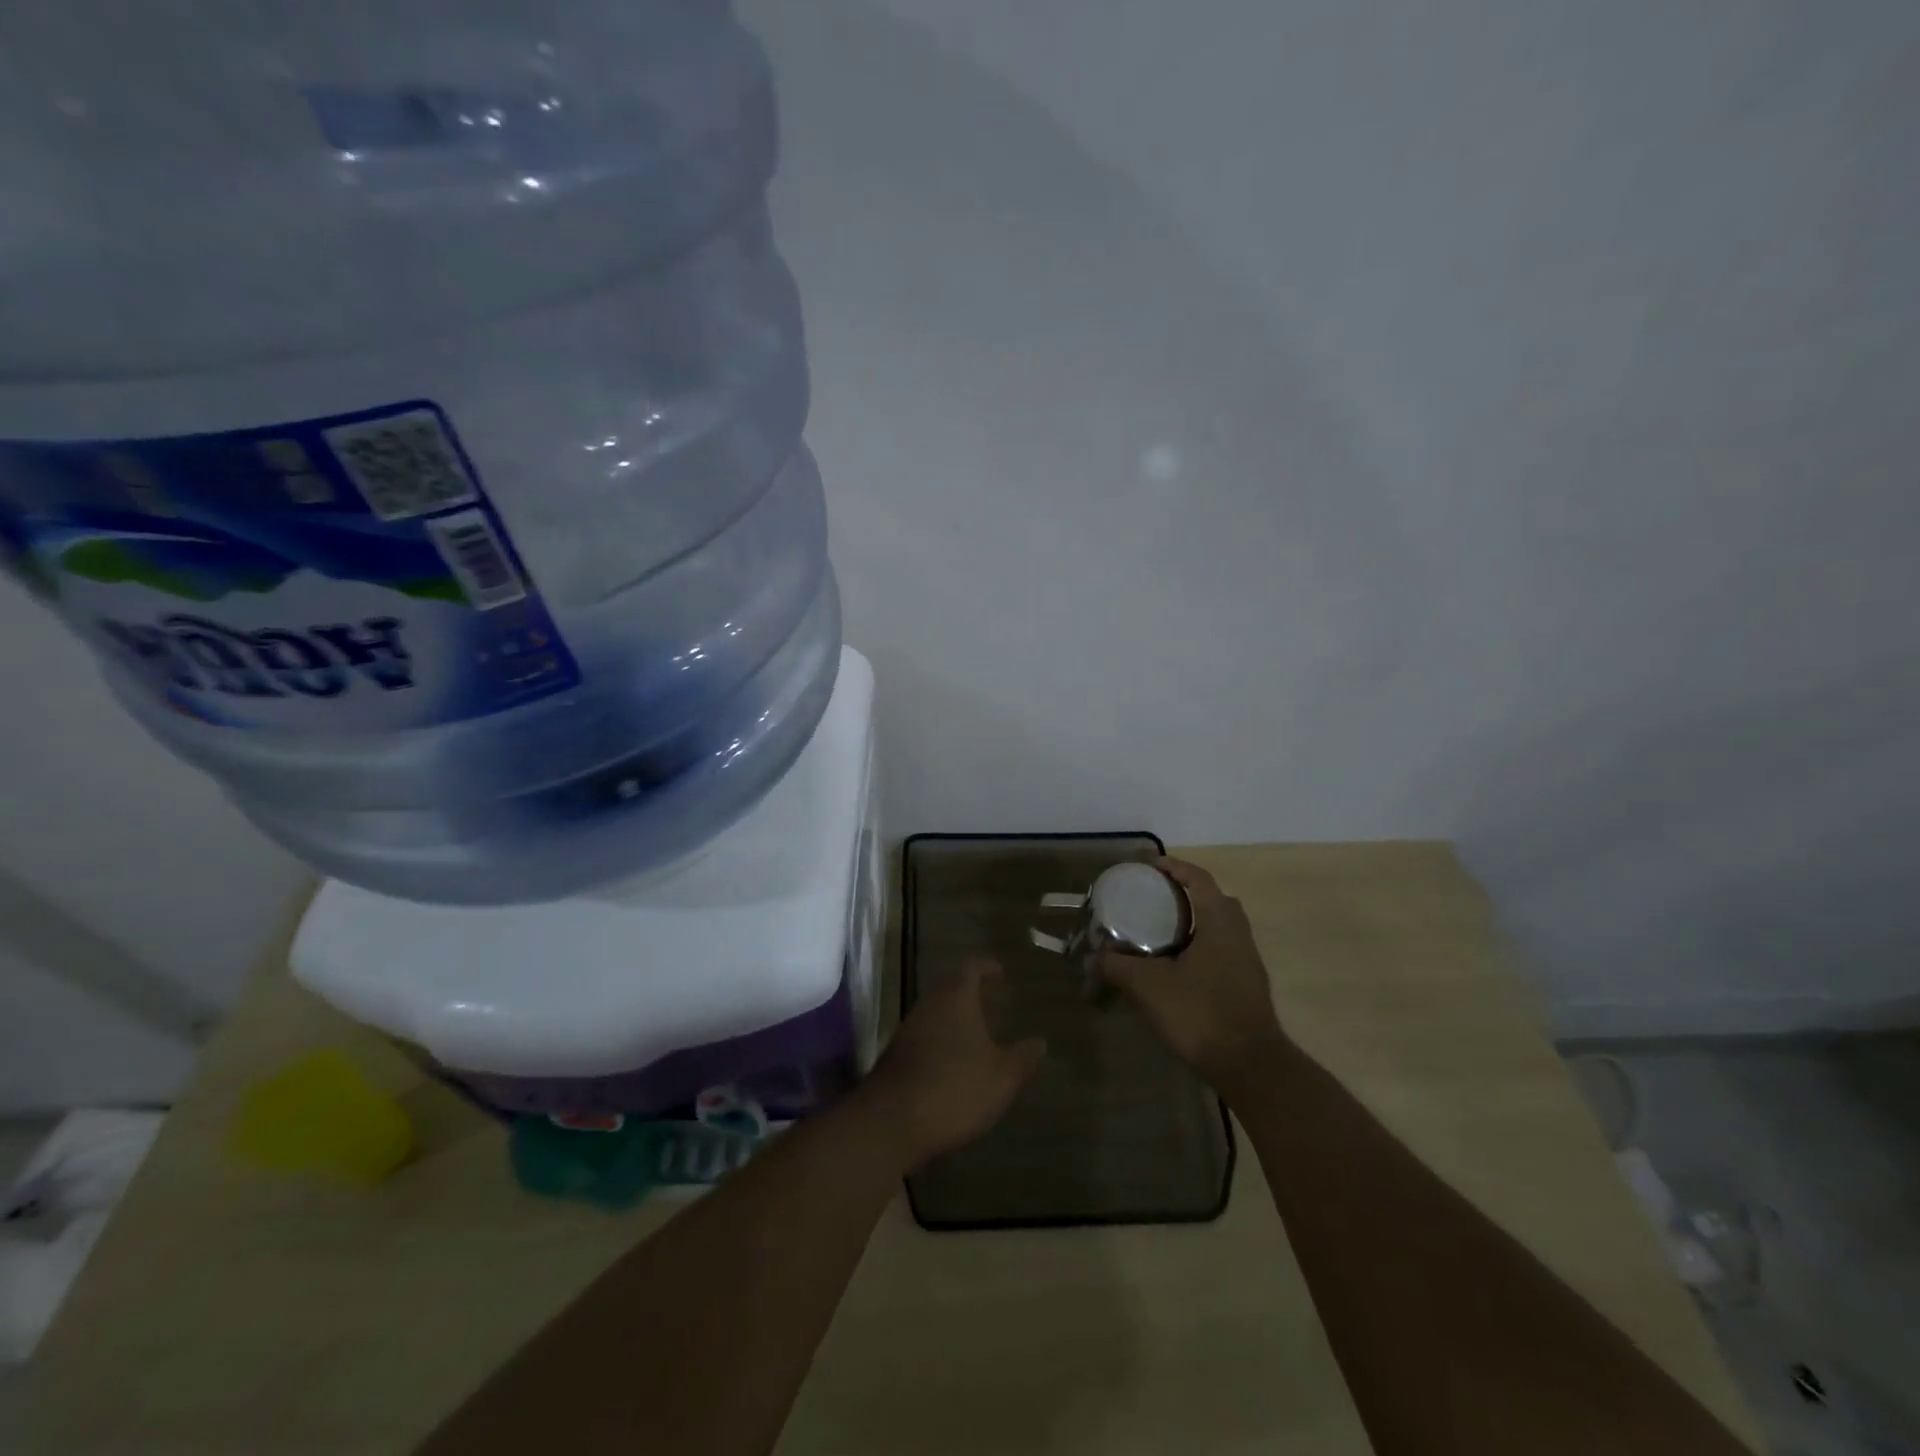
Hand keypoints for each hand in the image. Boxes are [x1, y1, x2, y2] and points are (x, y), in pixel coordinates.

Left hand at [859, 960, 1045, 1168]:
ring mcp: (909, 1029)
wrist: (893, 1121)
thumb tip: (1040, 1042)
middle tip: (990, 1000)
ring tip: (976, 1032)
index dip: (986, 966)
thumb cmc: (955, 1087)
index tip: (1000, 972)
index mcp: (956, 998)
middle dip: (969, 991)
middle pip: (949, 987)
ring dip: (954, 1017)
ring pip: (935, 1012)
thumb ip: (1023, 1058)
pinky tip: (953, 1061)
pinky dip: (941, 1040)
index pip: (971, 967)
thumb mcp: (1002, 1077)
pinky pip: (924, 1036)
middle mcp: (929, 1005)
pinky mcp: (896, 1055)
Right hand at [1098, 858, 1289, 1097]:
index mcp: (1219, 921)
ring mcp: (1246, 962)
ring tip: (1157, 934)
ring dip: (1191, 924)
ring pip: (1217, 928)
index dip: (1174, 867)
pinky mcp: (1246, 986)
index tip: (1149, 867)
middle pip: (1212, 900)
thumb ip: (1118, 966)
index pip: (1199, 878)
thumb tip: (1094, 957)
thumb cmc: (1201, 1012)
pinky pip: (1219, 951)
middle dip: (1183, 895)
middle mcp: (1238, 934)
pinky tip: (1173, 968)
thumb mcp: (1149, 986)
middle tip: (1152, 900)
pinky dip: (1197, 948)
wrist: (1250, 1066)